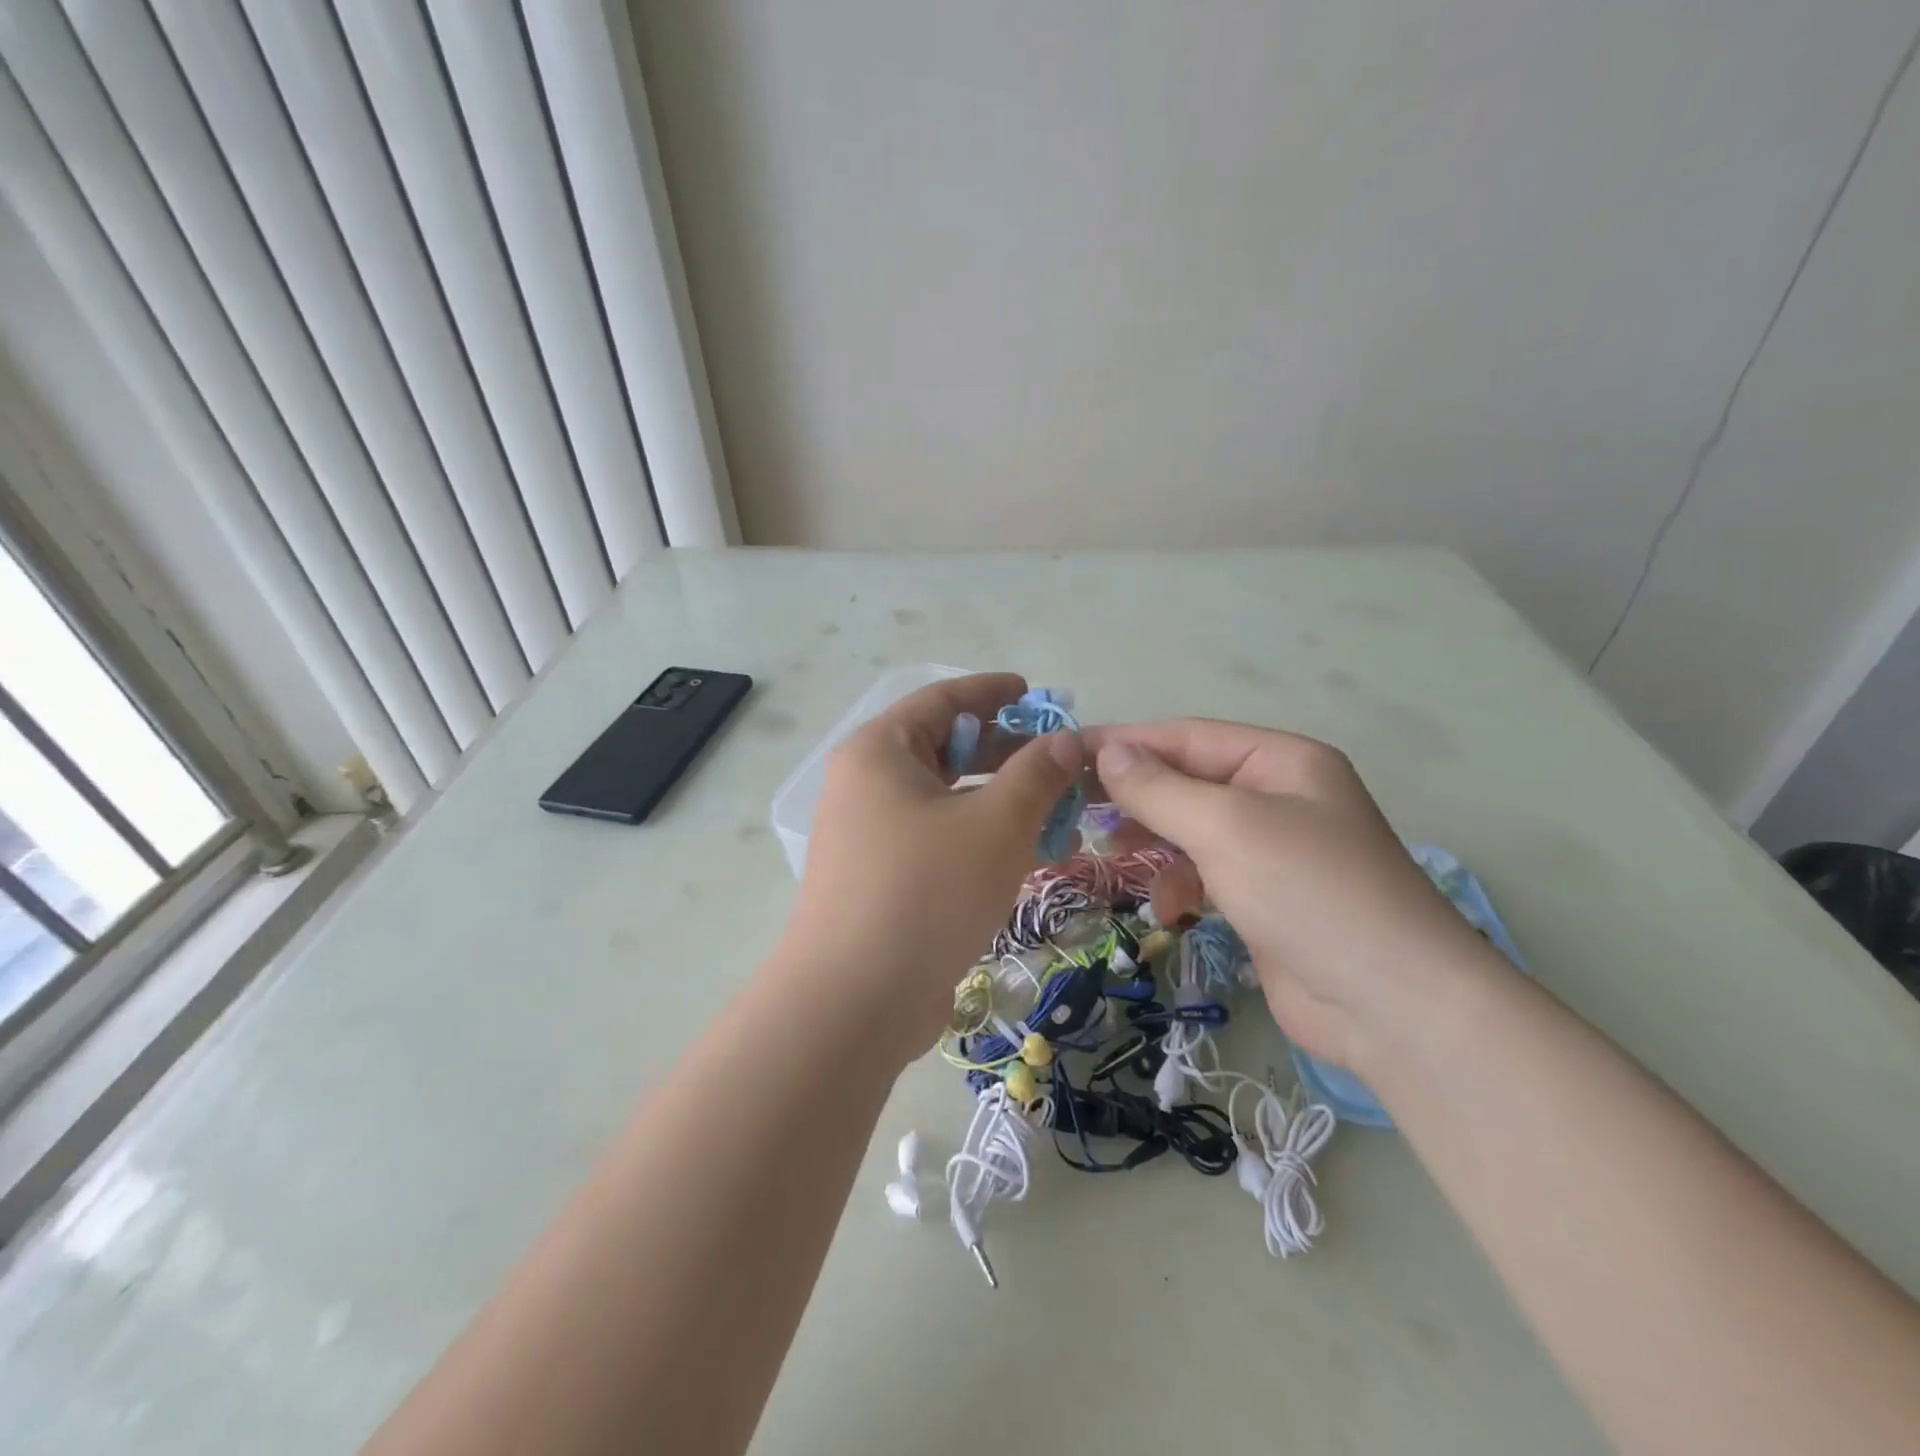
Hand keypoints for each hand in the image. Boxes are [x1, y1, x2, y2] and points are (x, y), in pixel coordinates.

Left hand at [780, 674, 1081, 1061]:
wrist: (854, 1001)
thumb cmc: (926, 891)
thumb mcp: (995, 824)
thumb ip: (1037, 774)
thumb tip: (1067, 740)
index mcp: (880, 751)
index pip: (942, 699)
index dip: (993, 692)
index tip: (1036, 693)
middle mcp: (867, 784)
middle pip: (944, 749)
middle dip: (1006, 752)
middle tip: (1058, 760)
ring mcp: (870, 835)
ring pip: (946, 799)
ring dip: (1000, 800)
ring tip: (1057, 810)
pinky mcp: (881, 879)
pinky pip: (939, 840)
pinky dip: (981, 838)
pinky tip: (1028, 855)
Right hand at [1086, 720, 1496, 1076]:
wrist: (1390, 1004)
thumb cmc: (1307, 890)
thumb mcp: (1225, 826)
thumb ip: (1159, 787)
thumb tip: (1106, 751)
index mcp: (1280, 761)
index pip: (1187, 737)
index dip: (1125, 743)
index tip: (1066, 755)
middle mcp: (1278, 797)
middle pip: (1188, 782)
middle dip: (1136, 797)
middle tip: (1078, 811)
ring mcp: (1273, 851)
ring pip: (1191, 829)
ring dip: (1152, 841)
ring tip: (1112, 856)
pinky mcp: (1265, 898)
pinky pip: (1206, 873)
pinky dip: (1179, 884)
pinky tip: (1168, 907)